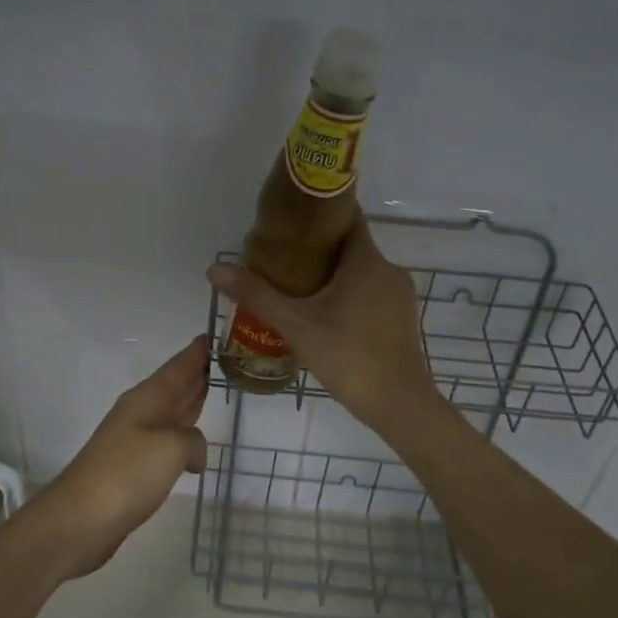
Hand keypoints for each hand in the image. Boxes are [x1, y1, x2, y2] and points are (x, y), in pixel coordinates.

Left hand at [20, 336, 209, 580]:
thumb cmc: (126, 474)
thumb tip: (194, 453)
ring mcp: (135, 441)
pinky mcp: (134, 469)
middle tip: (225, 360)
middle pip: (174, 386)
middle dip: (197, 373)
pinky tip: (195, 443)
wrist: (80, 520)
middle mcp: (140, 413)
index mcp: (147, 399)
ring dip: (191, 401)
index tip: (214, 334)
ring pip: (171, 412)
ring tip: (214, 391)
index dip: (196, 352)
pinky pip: (167, 441)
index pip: (178, 367)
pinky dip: (184, 435)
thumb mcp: (171, 448)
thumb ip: (193, 441)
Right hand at [206, 212, 440, 432]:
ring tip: (294, 285)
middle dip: (316, 247)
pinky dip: (347, 292)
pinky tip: (322, 312)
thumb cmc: (349, 358)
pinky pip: (370, 292)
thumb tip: (215, 269)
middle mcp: (388, 270)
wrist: (400, 406)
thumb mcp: (297, 326)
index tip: (289, 217)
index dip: (318, 211)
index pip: (347, 216)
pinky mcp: (401, 317)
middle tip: (280, 256)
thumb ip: (257, 295)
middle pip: (350, 245)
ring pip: (360, 271)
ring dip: (331, 272)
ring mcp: (399, 295)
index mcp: (367, 261)